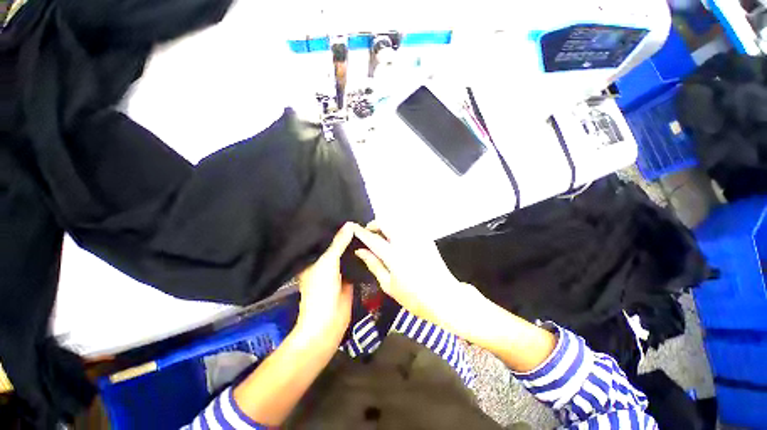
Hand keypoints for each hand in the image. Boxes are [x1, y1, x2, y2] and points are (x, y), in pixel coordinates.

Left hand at [294, 223, 354, 346]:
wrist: (329, 322)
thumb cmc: (321, 291)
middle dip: (347, 236)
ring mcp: (338, 271)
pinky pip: (355, 264)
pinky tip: (370, 245)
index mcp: (314, 259)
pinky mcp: (349, 278)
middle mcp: (325, 263)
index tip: (345, 214)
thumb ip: (338, 243)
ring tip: (366, 228)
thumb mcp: (328, 262)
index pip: (324, 239)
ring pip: (347, 255)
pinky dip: (361, 257)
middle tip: (360, 219)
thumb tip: (350, 224)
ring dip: (354, 246)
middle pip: (337, 246)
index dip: (334, 228)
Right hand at [351, 222, 487, 339]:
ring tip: (383, 238)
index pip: (373, 239)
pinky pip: (408, 226)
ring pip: (397, 222)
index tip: (353, 227)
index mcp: (394, 256)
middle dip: (375, 224)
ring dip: (387, 226)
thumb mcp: (389, 285)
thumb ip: (374, 264)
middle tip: (370, 234)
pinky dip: (398, 229)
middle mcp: (406, 242)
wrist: (445, 297)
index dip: (361, 232)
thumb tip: (360, 251)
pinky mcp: (426, 238)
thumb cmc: (414, 297)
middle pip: (386, 222)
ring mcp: (418, 238)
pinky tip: (398, 240)